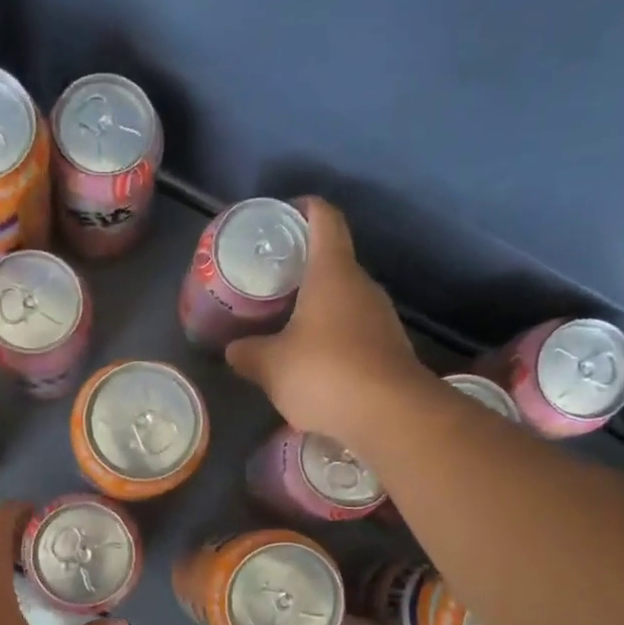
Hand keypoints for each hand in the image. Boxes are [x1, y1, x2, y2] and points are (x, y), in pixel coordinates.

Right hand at [224, 198, 429, 447]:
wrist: (390, 415)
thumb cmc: (325, 374)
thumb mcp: (271, 367)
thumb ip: (248, 354)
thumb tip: (233, 350)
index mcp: (332, 273)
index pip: (324, 218)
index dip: (304, 208)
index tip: (283, 216)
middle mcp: (362, 286)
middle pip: (333, 262)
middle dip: (302, 269)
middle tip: (269, 283)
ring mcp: (381, 318)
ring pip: (344, 300)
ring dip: (317, 308)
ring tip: (285, 325)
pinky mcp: (389, 349)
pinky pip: (354, 331)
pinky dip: (332, 338)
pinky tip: (312, 362)